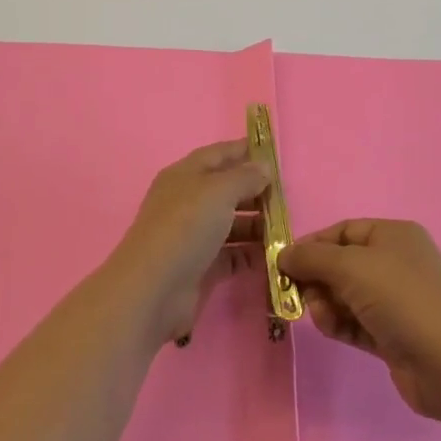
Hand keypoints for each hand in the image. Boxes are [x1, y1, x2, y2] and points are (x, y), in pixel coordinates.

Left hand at [108, 140, 269, 346]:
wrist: (154, 289)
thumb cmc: (186, 227)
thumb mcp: (218, 191)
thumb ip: (244, 177)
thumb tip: (264, 167)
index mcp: (185, 175)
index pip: (218, 154)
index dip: (244, 150)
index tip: (274, 154)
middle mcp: (188, 202)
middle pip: (226, 189)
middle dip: (255, 190)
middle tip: (286, 197)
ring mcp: (193, 236)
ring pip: (230, 223)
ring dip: (256, 224)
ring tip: (285, 227)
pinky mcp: (200, 267)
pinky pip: (231, 254)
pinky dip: (250, 253)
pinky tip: (273, 254)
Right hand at [280, 219, 440, 419]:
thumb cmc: (401, 298)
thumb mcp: (351, 266)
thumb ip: (312, 258)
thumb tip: (282, 254)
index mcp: (393, 235)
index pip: (343, 231)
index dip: (312, 245)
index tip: (284, 264)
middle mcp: (396, 262)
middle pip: (342, 264)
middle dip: (318, 279)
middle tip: (300, 297)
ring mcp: (398, 301)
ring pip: (347, 296)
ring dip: (327, 305)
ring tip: (322, 319)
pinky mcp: (394, 336)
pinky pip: (357, 323)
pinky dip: (340, 325)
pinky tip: (331, 331)